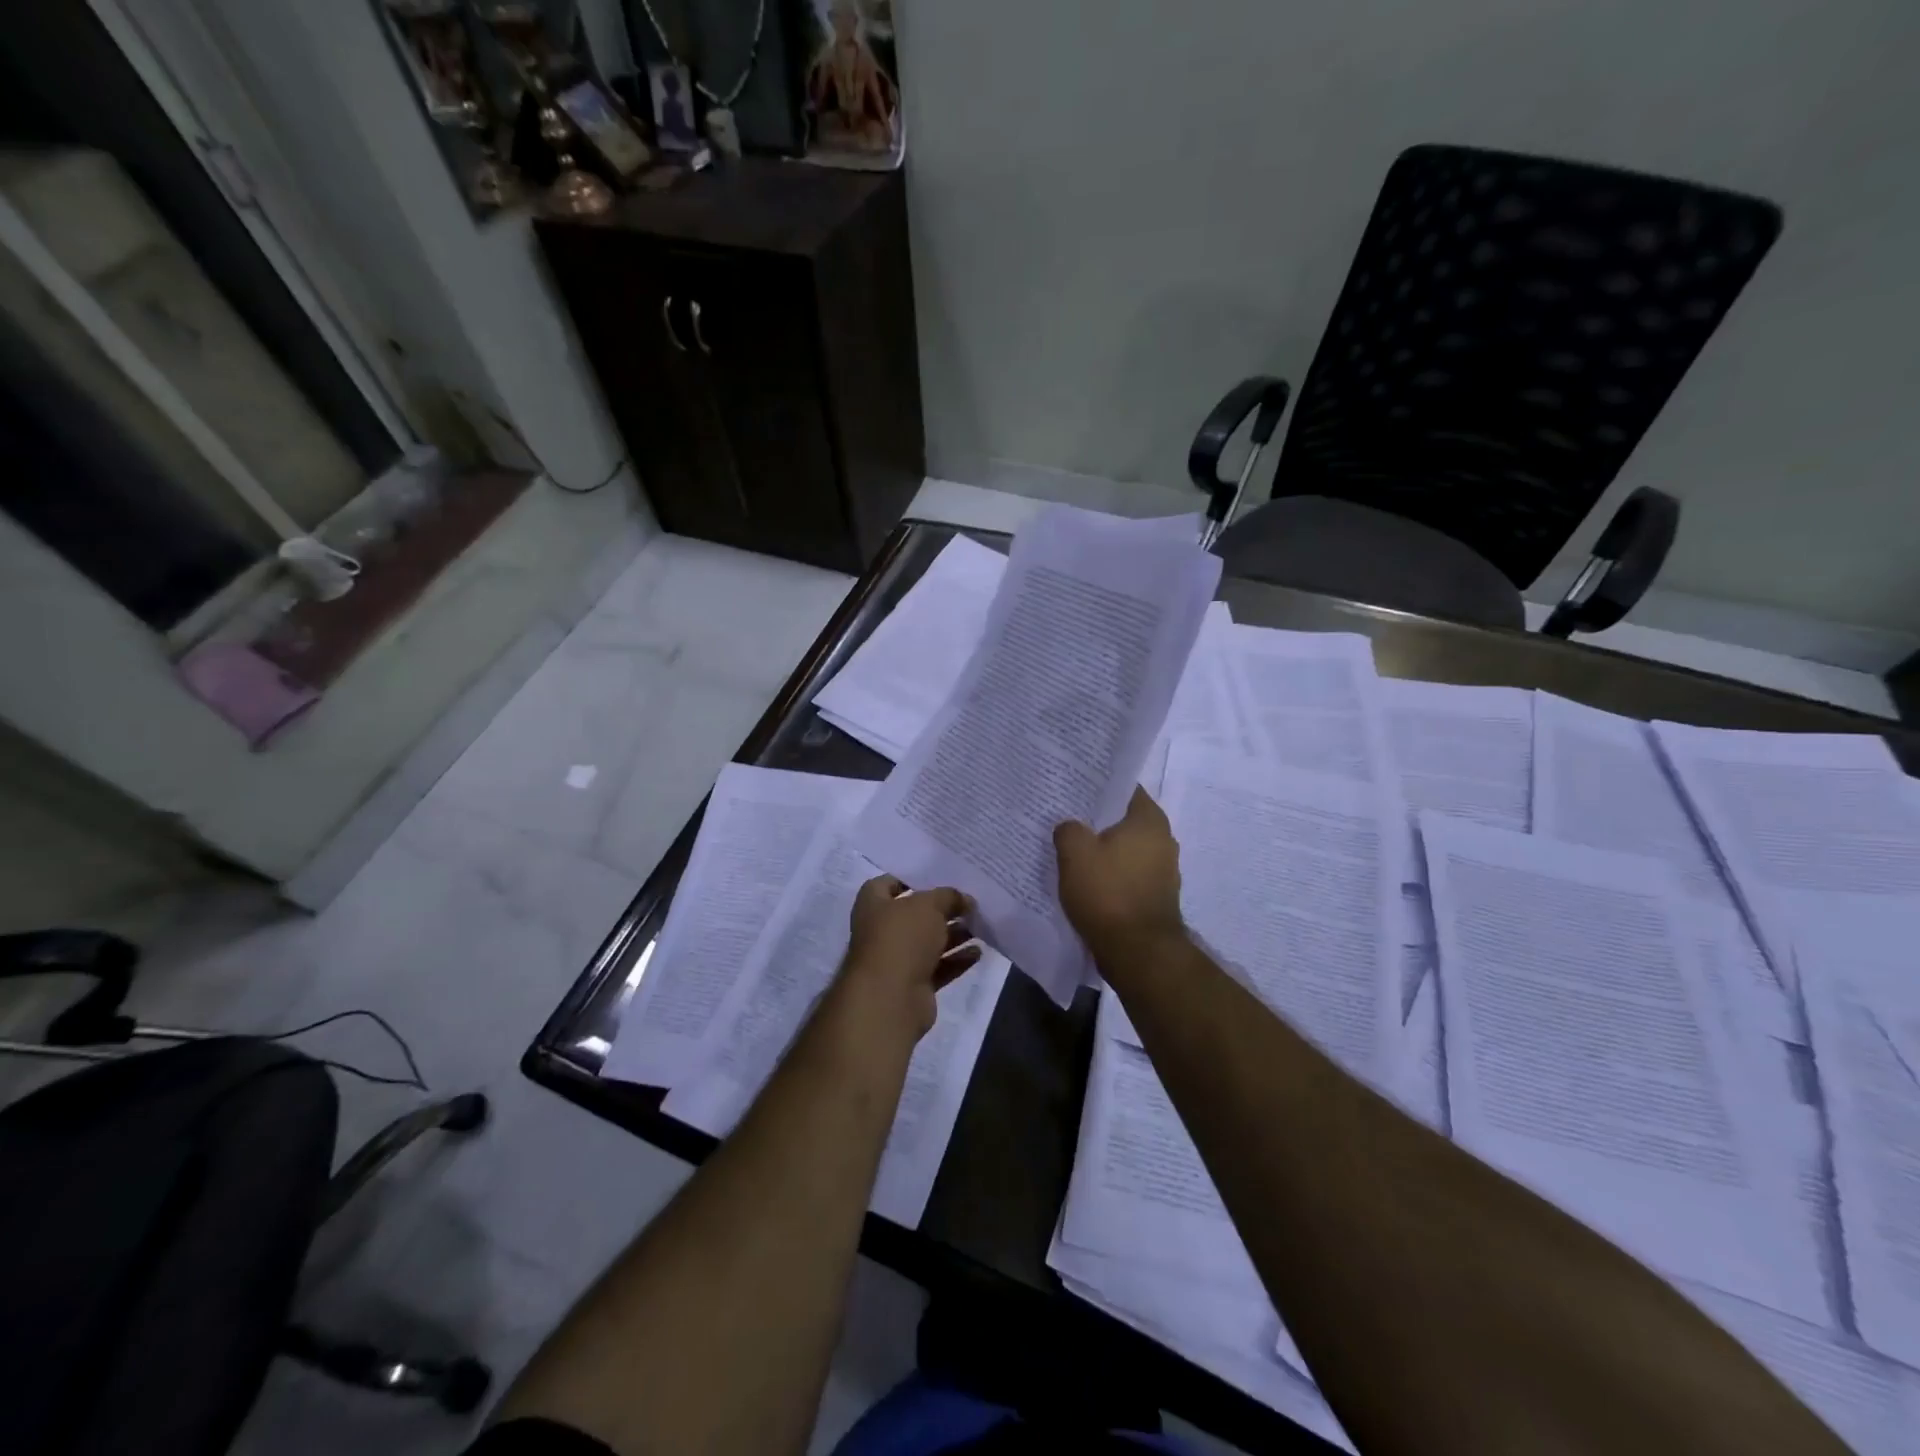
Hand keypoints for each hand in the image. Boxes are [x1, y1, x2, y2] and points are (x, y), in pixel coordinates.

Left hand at [838, 876, 980, 1036]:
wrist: (890, 998)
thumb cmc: (902, 938)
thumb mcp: (928, 905)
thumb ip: (948, 896)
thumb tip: (964, 899)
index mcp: (873, 905)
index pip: (889, 883)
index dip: (912, 878)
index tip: (940, 876)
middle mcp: (881, 930)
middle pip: (915, 914)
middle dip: (942, 908)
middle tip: (970, 901)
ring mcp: (897, 960)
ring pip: (929, 942)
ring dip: (954, 934)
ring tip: (980, 925)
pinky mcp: (914, 985)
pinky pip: (939, 967)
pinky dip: (957, 960)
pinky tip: (978, 952)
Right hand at [1053, 787, 1185, 961]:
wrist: (1138, 953)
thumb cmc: (1108, 894)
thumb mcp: (1075, 854)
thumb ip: (1068, 829)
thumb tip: (1070, 827)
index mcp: (1149, 819)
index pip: (1123, 788)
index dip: (1097, 785)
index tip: (1073, 787)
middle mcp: (1163, 839)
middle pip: (1123, 819)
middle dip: (1096, 819)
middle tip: (1065, 816)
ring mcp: (1163, 870)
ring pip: (1125, 848)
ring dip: (1102, 849)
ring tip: (1070, 848)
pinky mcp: (1155, 896)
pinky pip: (1127, 874)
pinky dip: (1109, 874)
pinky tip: (1085, 879)